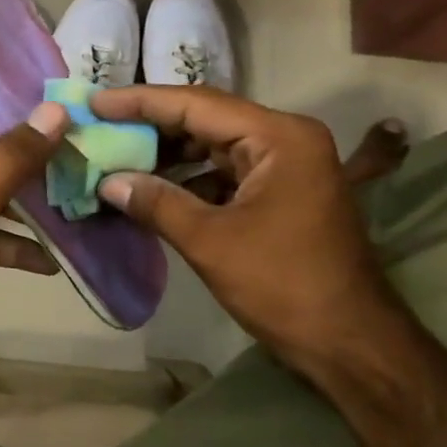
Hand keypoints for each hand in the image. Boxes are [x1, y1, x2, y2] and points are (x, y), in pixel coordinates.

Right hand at [90, 85, 406, 366]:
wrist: (351, 344)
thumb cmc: (284, 286)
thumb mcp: (211, 242)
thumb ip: (156, 203)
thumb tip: (108, 181)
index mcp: (278, 137)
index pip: (196, 104)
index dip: (140, 102)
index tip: (95, 103)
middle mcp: (285, 139)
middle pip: (205, 119)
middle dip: (150, 126)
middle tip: (99, 128)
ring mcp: (285, 166)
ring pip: (212, 146)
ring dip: (166, 155)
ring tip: (115, 157)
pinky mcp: (280, 193)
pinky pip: (223, 172)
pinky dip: (187, 180)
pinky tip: (150, 190)